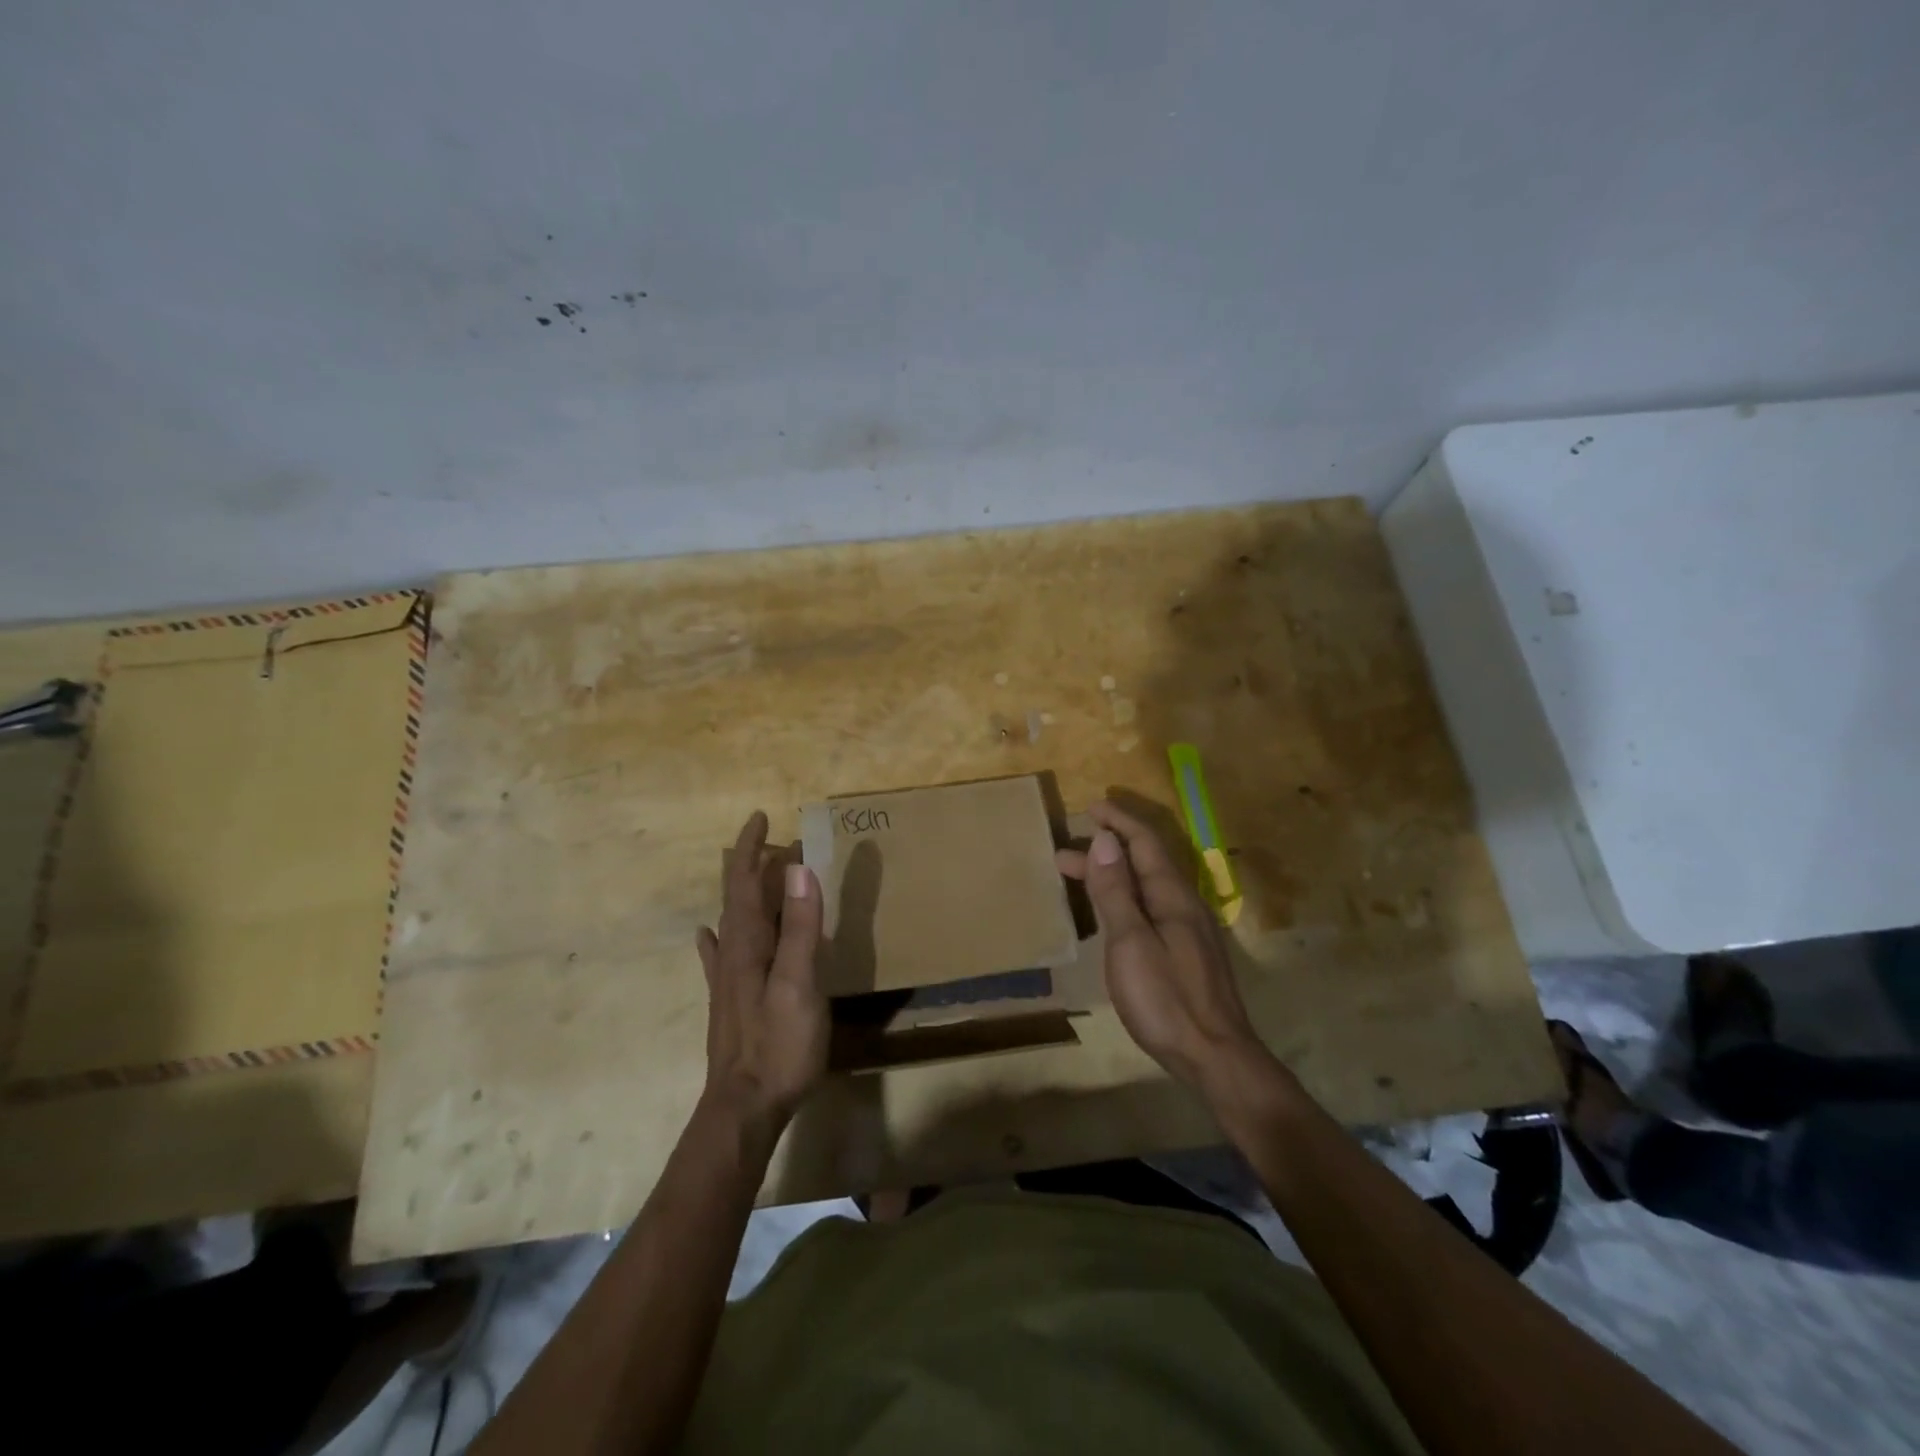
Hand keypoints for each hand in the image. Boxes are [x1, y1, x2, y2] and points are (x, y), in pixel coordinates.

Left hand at [696, 811, 827, 1129]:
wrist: (744, 1108)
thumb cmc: (778, 1046)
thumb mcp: (798, 984)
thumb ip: (799, 928)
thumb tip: (799, 868)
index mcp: (748, 944)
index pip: (744, 883)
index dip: (751, 849)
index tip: (762, 817)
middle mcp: (732, 954)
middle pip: (737, 898)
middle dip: (751, 865)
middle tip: (774, 842)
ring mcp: (728, 980)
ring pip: (732, 922)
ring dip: (745, 893)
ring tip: (759, 873)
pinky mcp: (730, 1001)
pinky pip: (720, 955)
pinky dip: (718, 936)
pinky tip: (708, 935)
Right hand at [1057, 800, 1284, 1105]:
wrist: (1214, 1055)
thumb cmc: (1167, 998)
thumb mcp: (1131, 942)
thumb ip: (1116, 891)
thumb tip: (1106, 840)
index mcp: (1173, 895)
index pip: (1145, 842)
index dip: (1118, 821)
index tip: (1091, 808)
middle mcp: (1184, 903)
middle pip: (1145, 862)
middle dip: (1107, 849)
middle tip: (1065, 851)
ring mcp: (1188, 929)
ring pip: (1146, 886)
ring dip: (1113, 875)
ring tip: (1077, 877)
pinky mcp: (1186, 951)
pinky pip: (1150, 906)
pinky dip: (1124, 897)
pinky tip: (1111, 914)